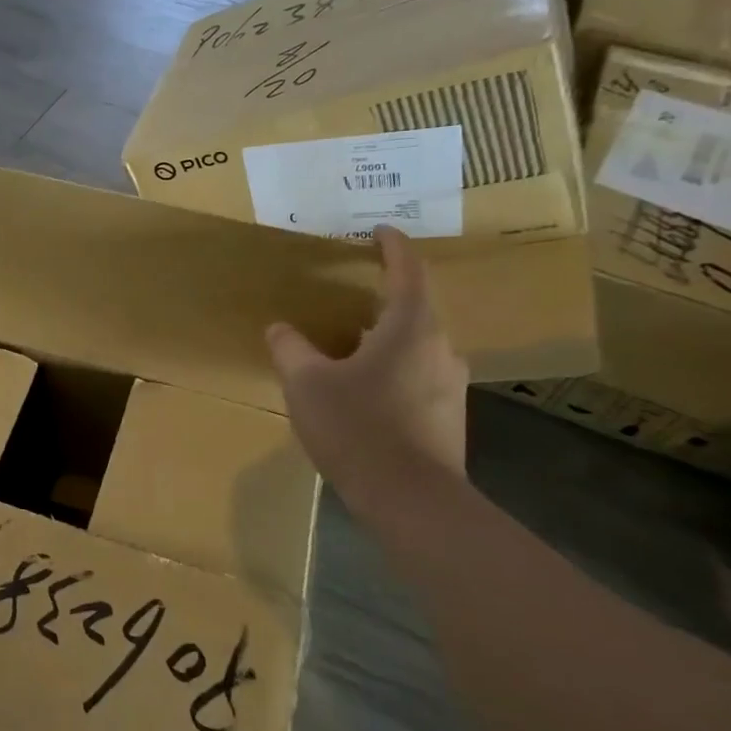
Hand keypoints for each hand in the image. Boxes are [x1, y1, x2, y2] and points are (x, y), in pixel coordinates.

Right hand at [265, 226, 468, 499]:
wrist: (411, 499)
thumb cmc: (358, 427)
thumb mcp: (306, 384)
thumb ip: (290, 349)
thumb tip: (280, 328)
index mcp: (409, 327)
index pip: (408, 271)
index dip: (394, 246)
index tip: (380, 231)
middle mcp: (440, 347)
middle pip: (414, 309)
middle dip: (383, 298)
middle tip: (349, 296)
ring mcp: (450, 383)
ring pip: (416, 345)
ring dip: (386, 338)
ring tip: (350, 347)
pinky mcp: (448, 415)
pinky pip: (418, 375)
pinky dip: (392, 369)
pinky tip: (365, 392)